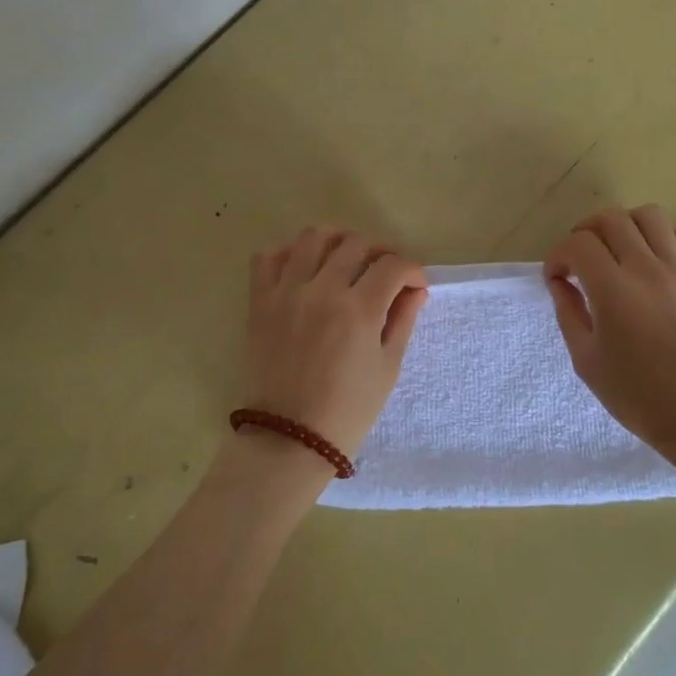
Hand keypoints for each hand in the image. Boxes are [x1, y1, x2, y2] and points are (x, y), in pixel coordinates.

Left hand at [243, 227, 428, 460]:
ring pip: (313, 237)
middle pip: (356, 243)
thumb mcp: (388, 367)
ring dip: (337, 241)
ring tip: (345, 260)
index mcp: (360, 310)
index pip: (393, 266)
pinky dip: (288, 253)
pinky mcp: (259, 301)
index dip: (412, 270)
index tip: (415, 285)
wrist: (289, 438)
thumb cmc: (348, 409)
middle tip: (385, 274)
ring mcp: (287, 292)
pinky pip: (268, 256)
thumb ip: (402, 320)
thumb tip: (415, 289)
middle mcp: (323, 290)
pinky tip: (303, 269)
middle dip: (379, 252)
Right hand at [545, 205, 675, 474]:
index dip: (559, 255)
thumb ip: (568, 313)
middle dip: (587, 232)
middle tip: (583, 259)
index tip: (557, 277)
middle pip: (611, 219)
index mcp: (612, 290)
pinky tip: (661, 260)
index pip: (578, 244)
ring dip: (628, 226)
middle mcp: (646, 268)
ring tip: (622, 250)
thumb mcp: (587, 361)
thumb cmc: (638, 395)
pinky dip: (671, 238)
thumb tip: (560, 281)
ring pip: (651, 216)